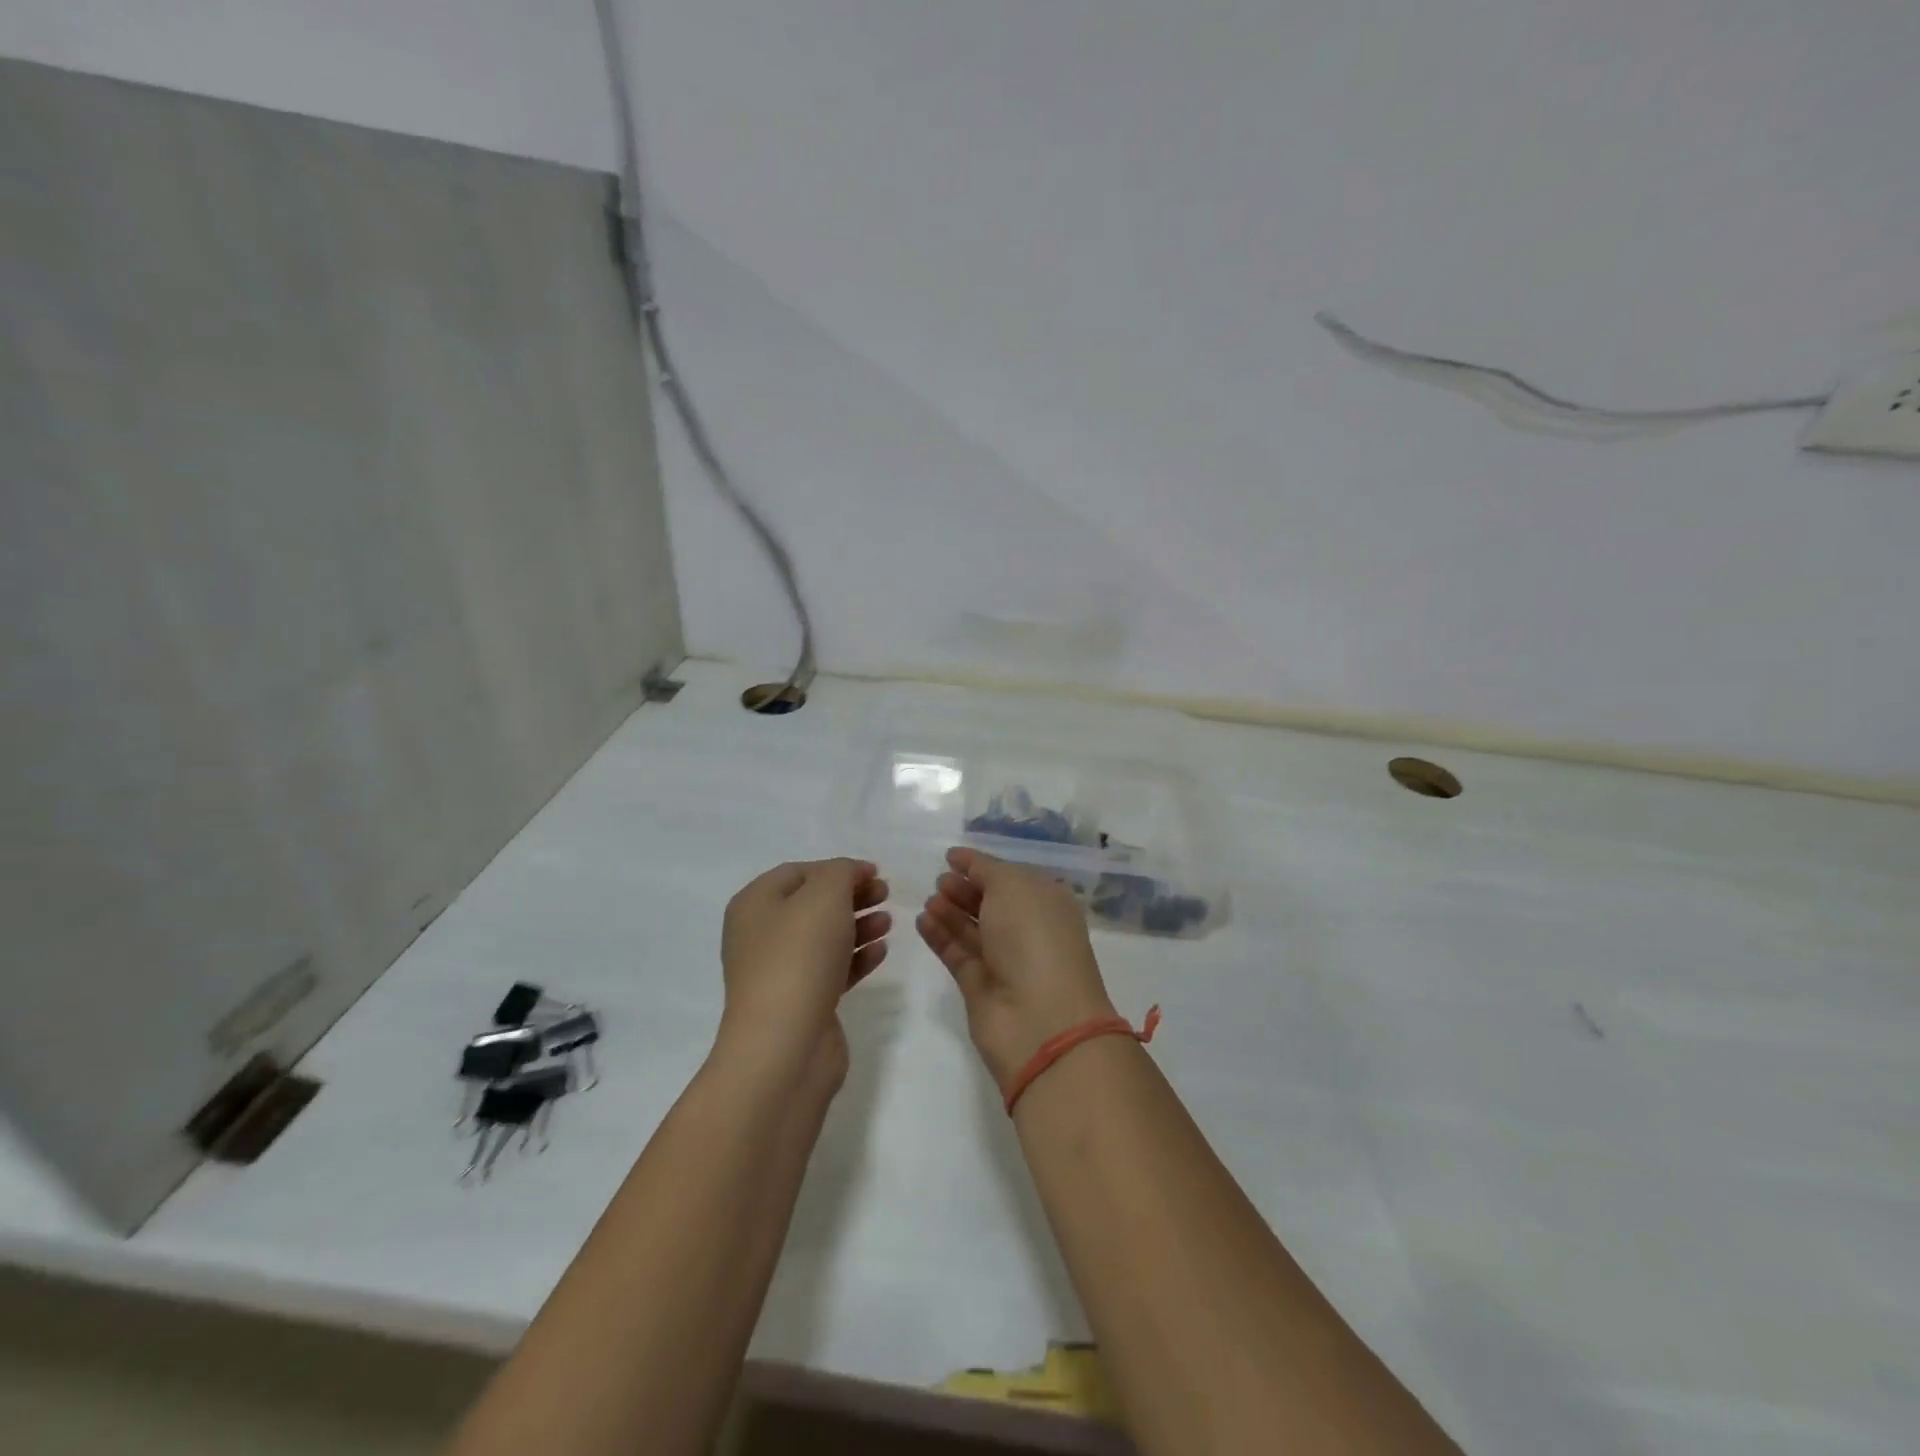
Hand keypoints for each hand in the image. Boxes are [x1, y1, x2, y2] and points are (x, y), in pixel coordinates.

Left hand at [717, 858, 889, 1090]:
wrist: (785, 1045)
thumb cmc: (799, 957)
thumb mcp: (824, 896)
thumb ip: (841, 873)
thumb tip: (851, 873)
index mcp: (755, 904)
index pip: (799, 872)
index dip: (838, 868)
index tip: (875, 872)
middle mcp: (761, 935)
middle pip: (813, 904)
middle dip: (852, 896)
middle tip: (886, 893)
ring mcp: (780, 972)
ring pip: (825, 938)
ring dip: (859, 926)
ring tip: (889, 922)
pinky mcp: (802, 1002)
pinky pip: (832, 970)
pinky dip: (857, 958)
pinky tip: (880, 952)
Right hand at [917, 847, 1116, 1088]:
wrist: (1039, 1018)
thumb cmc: (1033, 937)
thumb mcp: (1013, 886)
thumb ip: (985, 869)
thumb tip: (964, 861)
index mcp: (1046, 902)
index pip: (1011, 876)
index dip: (982, 865)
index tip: (951, 856)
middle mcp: (1028, 930)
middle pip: (990, 903)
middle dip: (964, 888)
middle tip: (938, 880)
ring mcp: (1004, 960)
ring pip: (972, 928)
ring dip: (949, 911)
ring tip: (928, 899)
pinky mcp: (980, 986)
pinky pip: (957, 953)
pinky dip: (940, 936)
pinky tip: (922, 920)